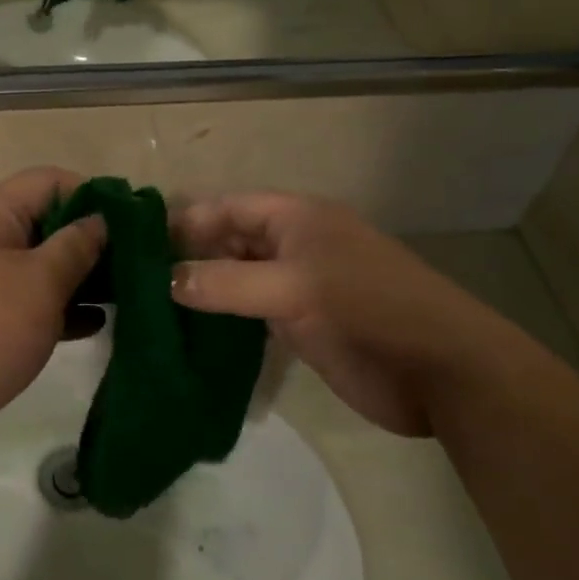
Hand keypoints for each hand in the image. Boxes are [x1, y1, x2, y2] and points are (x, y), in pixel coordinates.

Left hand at [0, 168, 104, 464]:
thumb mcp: (40, 284)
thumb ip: (76, 246)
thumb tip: (99, 220)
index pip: (49, 181)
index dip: (93, 196)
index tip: (131, 225)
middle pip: (41, 222)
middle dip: (87, 242)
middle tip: (131, 267)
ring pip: (31, 264)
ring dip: (73, 277)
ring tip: (120, 297)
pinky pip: (16, 298)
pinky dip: (50, 306)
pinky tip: (88, 325)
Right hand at [170, 194, 512, 436]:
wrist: (442, 371)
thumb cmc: (367, 311)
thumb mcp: (294, 290)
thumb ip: (227, 284)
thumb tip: (166, 281)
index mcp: (296, 219)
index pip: (228, 207)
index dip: (186, 221)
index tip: (138, 244)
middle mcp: (293, 245)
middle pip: (230, 240)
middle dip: (188, 256)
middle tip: (136, 281)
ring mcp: (298, 286)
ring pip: (238, 278)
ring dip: (203, 289)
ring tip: (151, 307)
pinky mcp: (303, 324)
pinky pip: (251, 312)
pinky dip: (223, 319)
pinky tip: (189, 333)